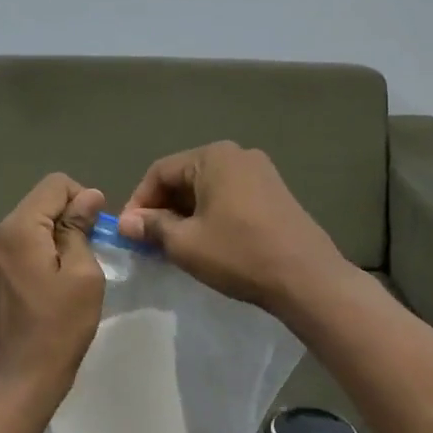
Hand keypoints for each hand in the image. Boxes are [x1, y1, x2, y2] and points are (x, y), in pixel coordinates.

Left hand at [0, 174, 105, 404]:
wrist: (19, 381)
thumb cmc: (59, 328)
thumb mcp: (82, 275)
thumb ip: (80, 228)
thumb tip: (87, 196)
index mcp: (17, 228)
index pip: (54, 185)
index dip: (82, 198)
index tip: (96, 231)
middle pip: (38, 205)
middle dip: (65, 221)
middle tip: (87, 257)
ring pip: (26, 227)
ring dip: (50, 240)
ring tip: (65, 277)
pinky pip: (14, 249)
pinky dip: (33, 256)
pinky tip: (44, 288)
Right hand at [118, 142, 345, 313]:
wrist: (307, 278)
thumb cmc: (239, 253)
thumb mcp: (185, 243)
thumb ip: (152, 227)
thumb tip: (126, 222)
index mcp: (213, 157)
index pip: (160, 171)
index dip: (138, 201)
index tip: (128, 232)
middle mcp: (237, 155)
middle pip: (184, 177)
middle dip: (162, 208)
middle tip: (148, 242)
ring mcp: (261, 173)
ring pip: (207, 189)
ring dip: (185, 214)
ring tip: (173, 246)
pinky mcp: (275, 194)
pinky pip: (229, 197)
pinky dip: (210, 215)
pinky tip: (206, 243)